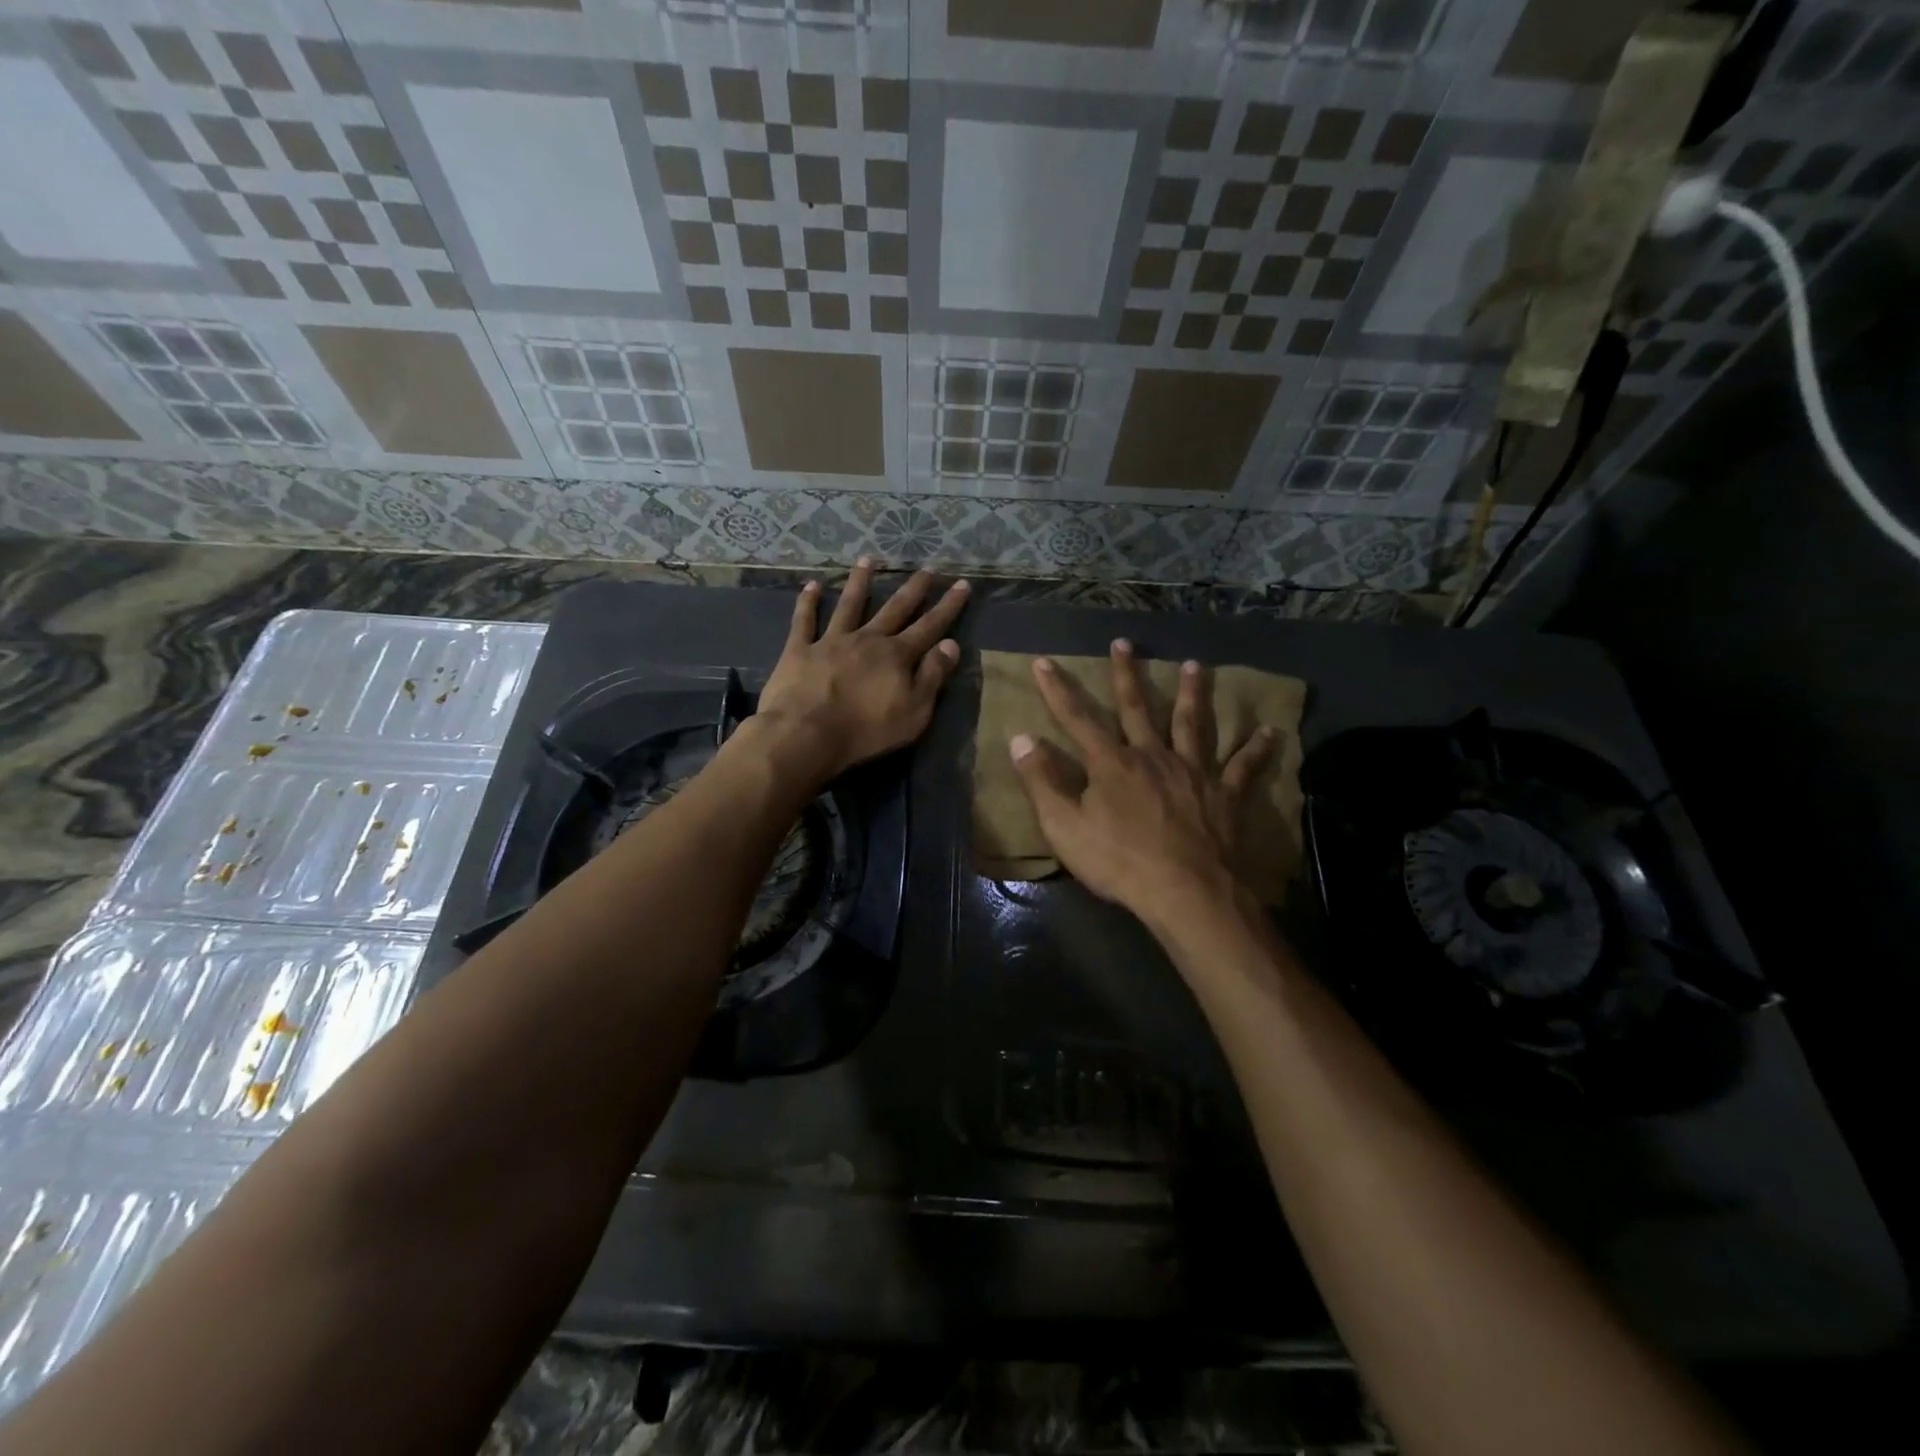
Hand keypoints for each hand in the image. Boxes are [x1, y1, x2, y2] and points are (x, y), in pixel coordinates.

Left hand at [755, 558, 969, 783]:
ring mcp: (831, 641)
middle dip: (913, 588)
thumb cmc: (866, 730)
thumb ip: (932, 676)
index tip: (961, 584)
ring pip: (849, 605)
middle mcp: (867, 639)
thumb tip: (950, 644)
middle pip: (894, 609)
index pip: (929, 626)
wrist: (806, 734)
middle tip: (926, 568)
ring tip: (868, 559)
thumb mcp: (914, 712)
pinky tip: (812, 586)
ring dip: (860, 581)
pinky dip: (807, 602)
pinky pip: (804, 621)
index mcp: (896, 656)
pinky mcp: (800, 650)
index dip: (947, 606)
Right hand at [1009, 640, 1274, 927]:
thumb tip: (1020, 738)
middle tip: (1124, 642)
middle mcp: (1152, 755)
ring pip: (1191, 723)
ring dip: (1192, 693)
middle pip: (1137, 708)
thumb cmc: (1119, 862)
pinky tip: (1271, 732)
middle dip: (1126, 674)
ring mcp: (1192, 771)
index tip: (1044, 661)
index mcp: (1111, 763)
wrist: (1185, 892)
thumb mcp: (1065, 827)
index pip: (1077, 718)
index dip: (1057, 690)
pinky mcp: (1224, 794)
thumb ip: (1041, 781)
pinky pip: (1243, 766)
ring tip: (1196, 666)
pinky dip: (1256, 749)